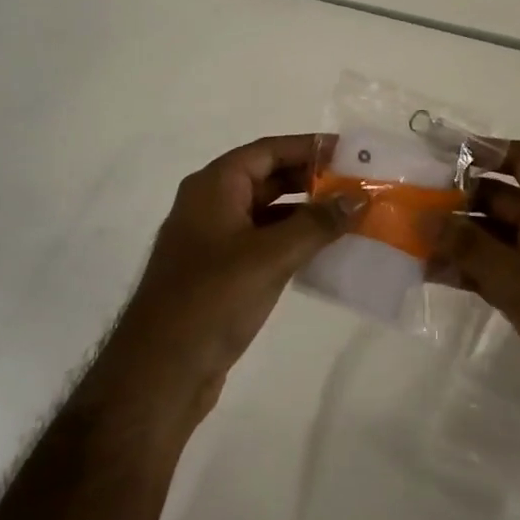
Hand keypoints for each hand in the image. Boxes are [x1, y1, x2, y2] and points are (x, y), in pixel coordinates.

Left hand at [92, 135, 361, 431]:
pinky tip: (324, 253)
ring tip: (351, 217)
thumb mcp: (270, 256)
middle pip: (268, 178)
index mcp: (214, 186)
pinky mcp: (219, 273)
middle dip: (312, 180)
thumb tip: (359, 196)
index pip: (268, 151)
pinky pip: (262, 243)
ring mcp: (213, 240)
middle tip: (358, 185)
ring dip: (306, 214)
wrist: (160, 371)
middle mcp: (211, 204)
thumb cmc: (212, 299)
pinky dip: (292, 242)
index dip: (309, 147)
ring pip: (267, 213)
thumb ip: (317, 223)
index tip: (350, 152)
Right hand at [431, 142, 519, 448]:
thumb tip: (421, 217)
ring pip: (491, 238)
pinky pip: (492, 272)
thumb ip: (470, 249)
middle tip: (404, 202)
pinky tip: (427, 273)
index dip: (479, 150)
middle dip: (454, 199)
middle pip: (498, 198)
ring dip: (453, 238)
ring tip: (405, 239)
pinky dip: (464, 270)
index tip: (432, 151)